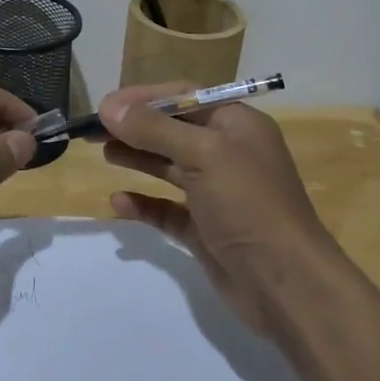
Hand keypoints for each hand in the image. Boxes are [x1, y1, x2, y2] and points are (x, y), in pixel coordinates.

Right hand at [100, 83, 349, 332]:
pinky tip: (119, 201)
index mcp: (237, 125)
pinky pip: (168, 209)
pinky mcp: (205, 229)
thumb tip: (109, 107)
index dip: (145, 98)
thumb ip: (154, 129)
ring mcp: (217, 193)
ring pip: (169, 166)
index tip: (106, 106)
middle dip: (135, 127)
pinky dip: (144, 203)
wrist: (286, 284)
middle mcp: (228, 153)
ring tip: (104, 153)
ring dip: (137, 157)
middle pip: (174, 130)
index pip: (185, 97)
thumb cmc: (248, 204)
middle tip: (93, 130)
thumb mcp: (203, 154)